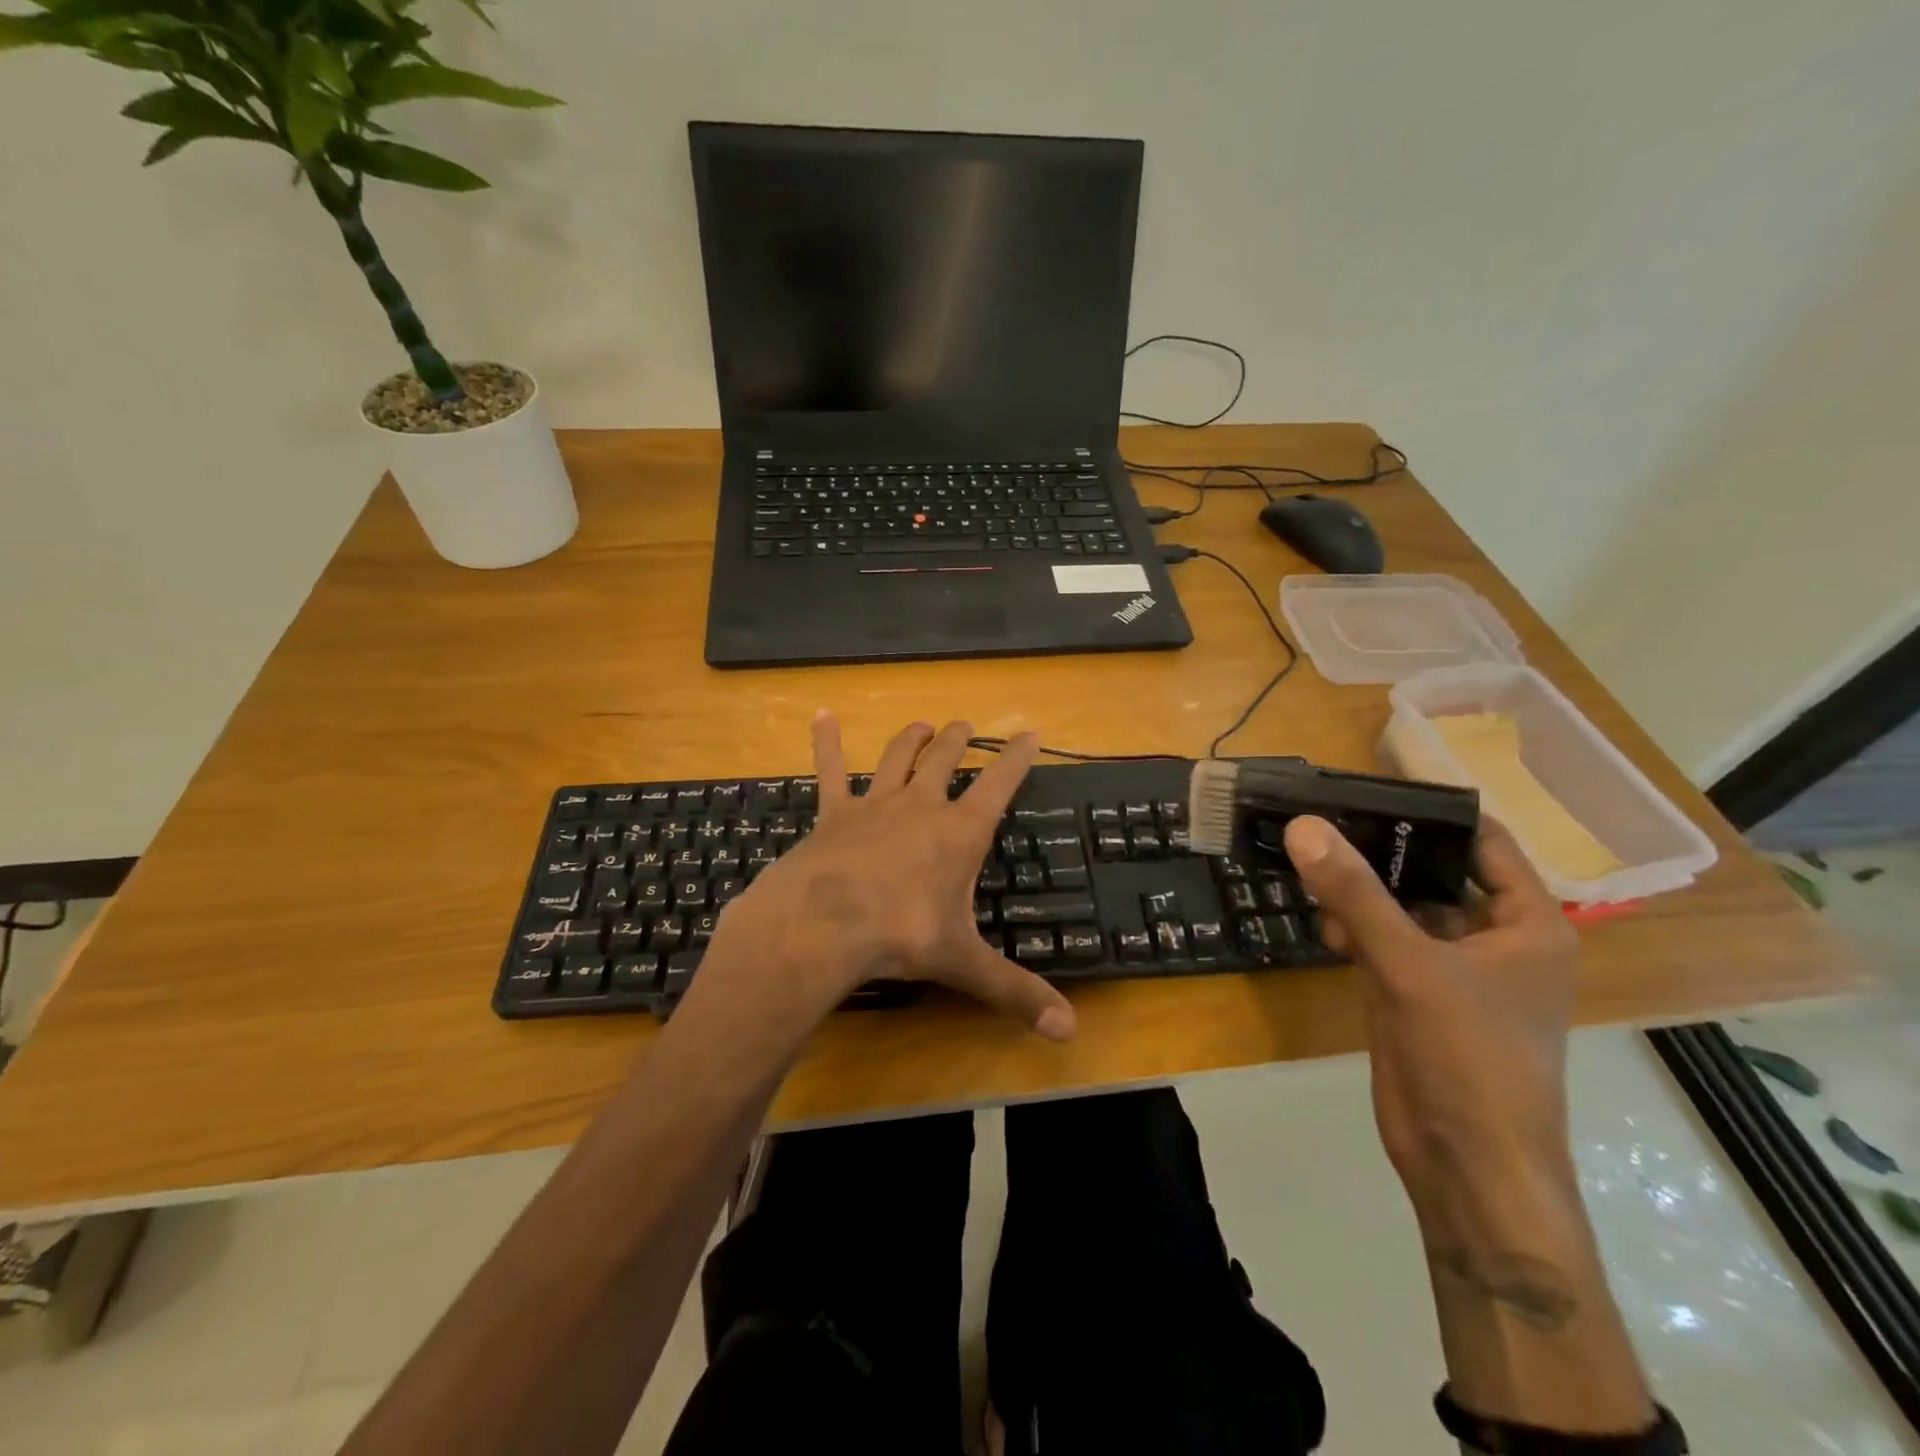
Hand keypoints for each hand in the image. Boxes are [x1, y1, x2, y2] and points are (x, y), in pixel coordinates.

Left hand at [717, 713, 1077, 1041]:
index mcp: (959, 832)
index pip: (999, 783)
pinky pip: (832, 771)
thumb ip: (1016, 992)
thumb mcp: (963, 963)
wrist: (822, 925)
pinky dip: (827, 742)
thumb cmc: (900, 936)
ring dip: (913, 738)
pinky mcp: (834, 813)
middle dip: (960, 741)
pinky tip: (822, 716)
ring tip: (924, 725)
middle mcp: (921, 806)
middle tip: (967, 726)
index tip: (1030, 733)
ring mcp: (875, 804)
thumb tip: (1069, 1032)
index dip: (1017, 758)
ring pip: (899, 757)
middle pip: (947, 760)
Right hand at [1282, 813, 1580, 1233]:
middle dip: (1381, 852)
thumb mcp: (1410, 966)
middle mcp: (1495, 938)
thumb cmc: (1468, 1058)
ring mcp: (1454, 968)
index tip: (1367, 786)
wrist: (1467, 1166)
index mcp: (1527, 923)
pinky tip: (1323, 927)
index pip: (1483, 841)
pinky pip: (1384, 941)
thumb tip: (1303, 825)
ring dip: (1361, 893)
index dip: (1432, 810)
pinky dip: (1355, 930)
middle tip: (1322, 821)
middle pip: (1434, 872)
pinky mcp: (1417, 994)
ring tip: (1312, 870)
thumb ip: (1355, 894)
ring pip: (1403, 908)